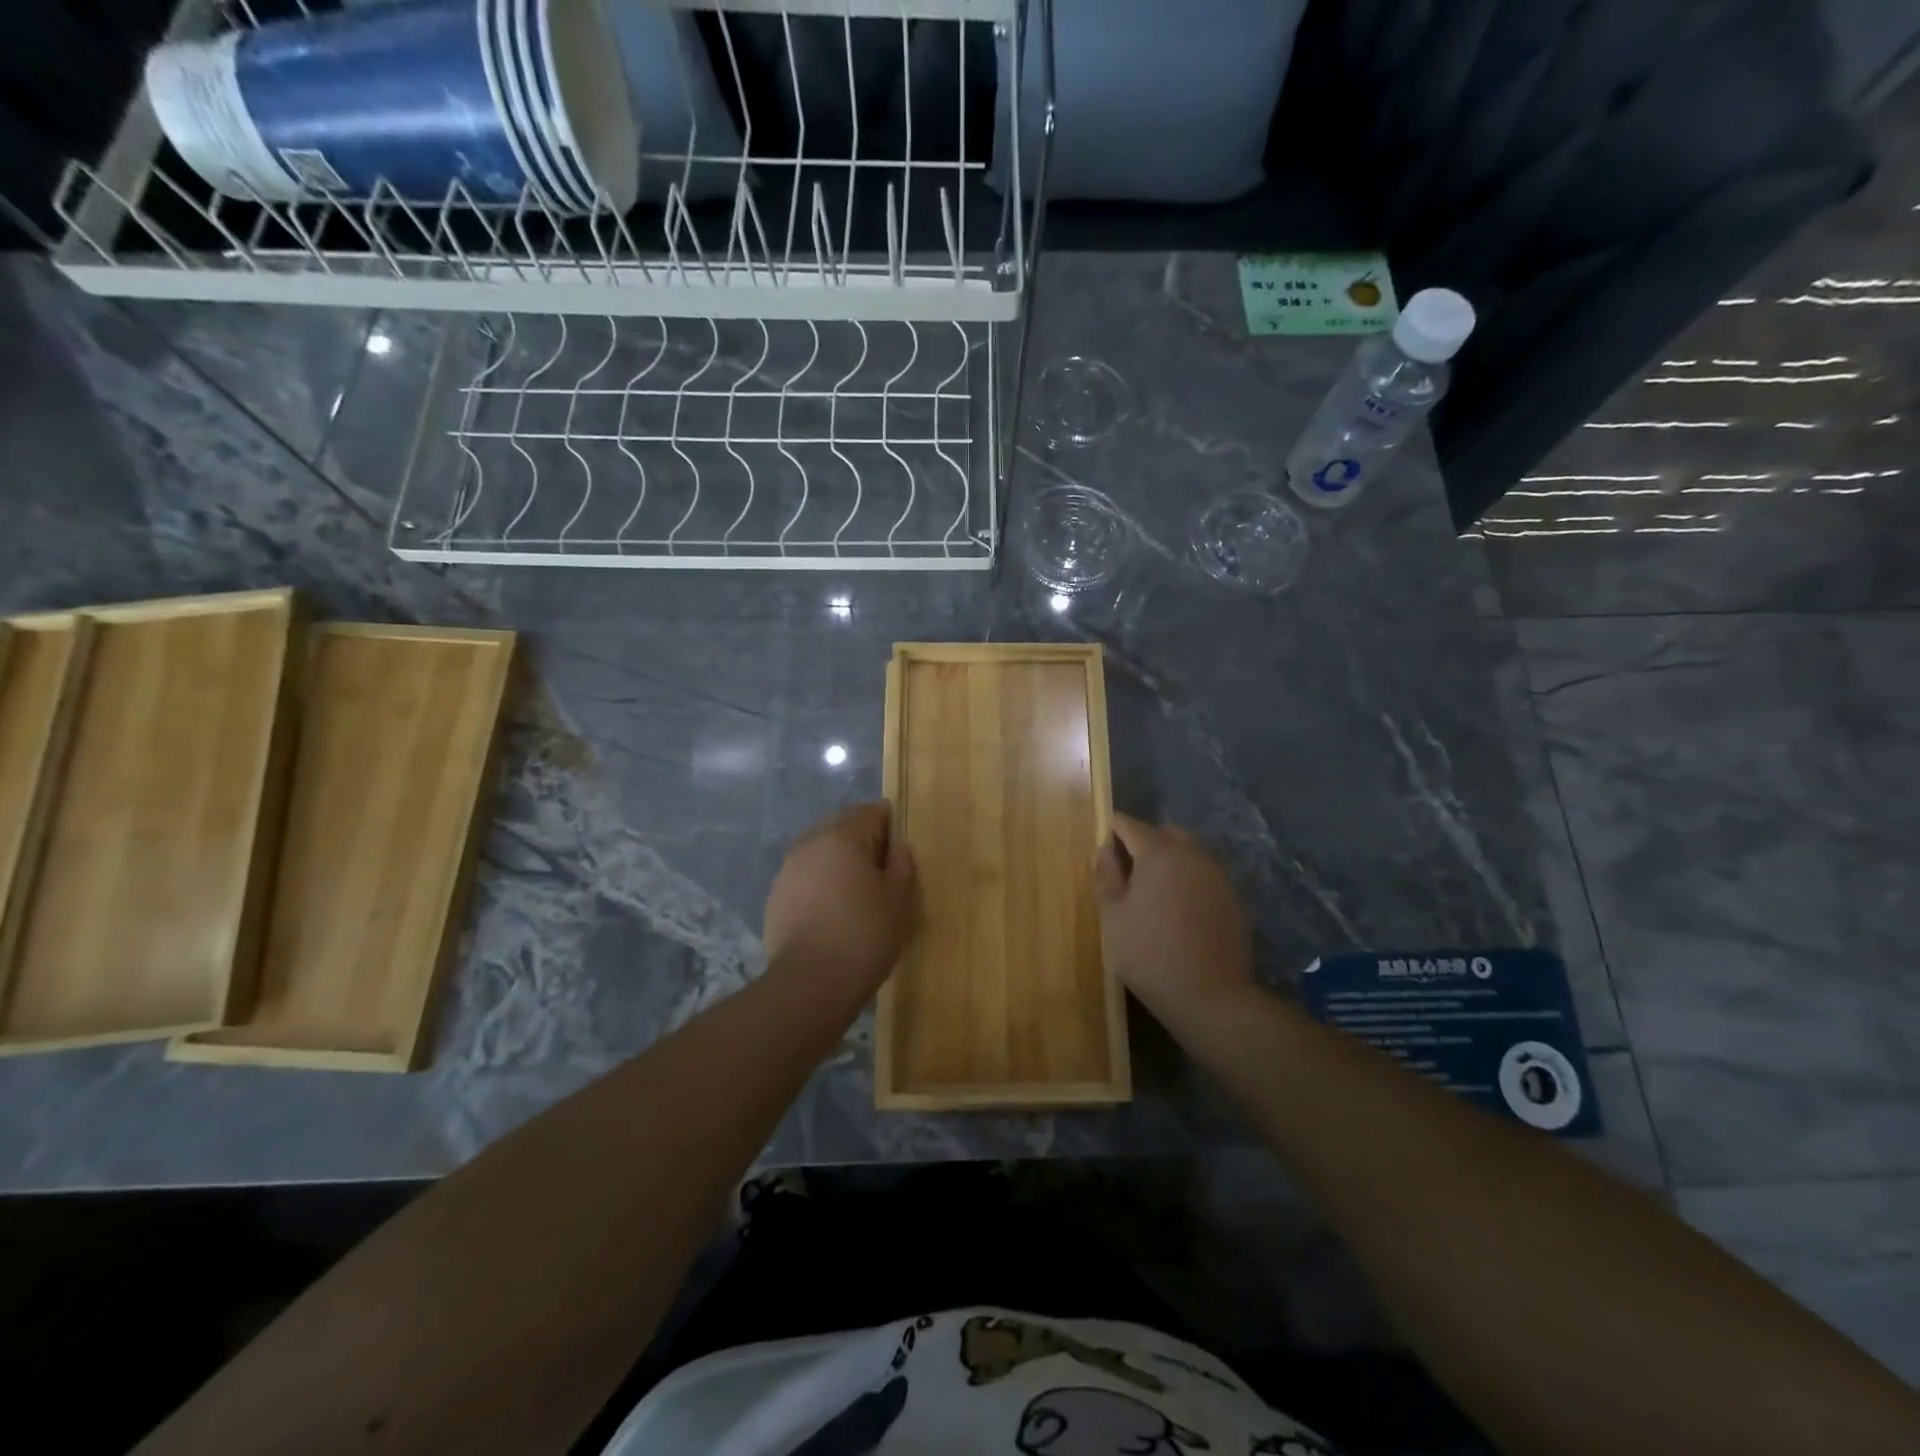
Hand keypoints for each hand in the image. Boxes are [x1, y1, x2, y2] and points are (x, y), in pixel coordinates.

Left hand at [764, 802, 916, 998]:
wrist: (810, 983)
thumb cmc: (864, 935)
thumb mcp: (899, 899)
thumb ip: (902, 863)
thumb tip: (897, 846)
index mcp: (842, 836)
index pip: (871, 811)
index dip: (890, 826)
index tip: (900, 853)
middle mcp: (810, 842)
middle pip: (842, 826)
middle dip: (863, 841)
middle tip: (882, 872)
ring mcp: (788, 868)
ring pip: (821, 851)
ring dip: (839, 861)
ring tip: (856, 893)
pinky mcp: (776, 895)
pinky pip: (805, 875)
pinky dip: (820, 882)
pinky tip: (832, 911)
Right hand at [1095, 813, 1253, 1018]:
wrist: (1209, 996)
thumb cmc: (1148, 953)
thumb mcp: (1112, 916)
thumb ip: (1106, 875)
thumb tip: (1105, 848)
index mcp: (1159, 853)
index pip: (1130, 825)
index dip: (1113, 831)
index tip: (1103, 847)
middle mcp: (1193, 855)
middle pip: (1165, 834)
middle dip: (1145, 843)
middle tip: (1127, 873)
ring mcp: (1218, 876)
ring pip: (1189, 854)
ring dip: (1170, 862)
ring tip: (1154, 894)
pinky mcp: (1234, 899)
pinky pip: (1205, 877)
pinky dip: (1189, 883)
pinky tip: (1179, 912)